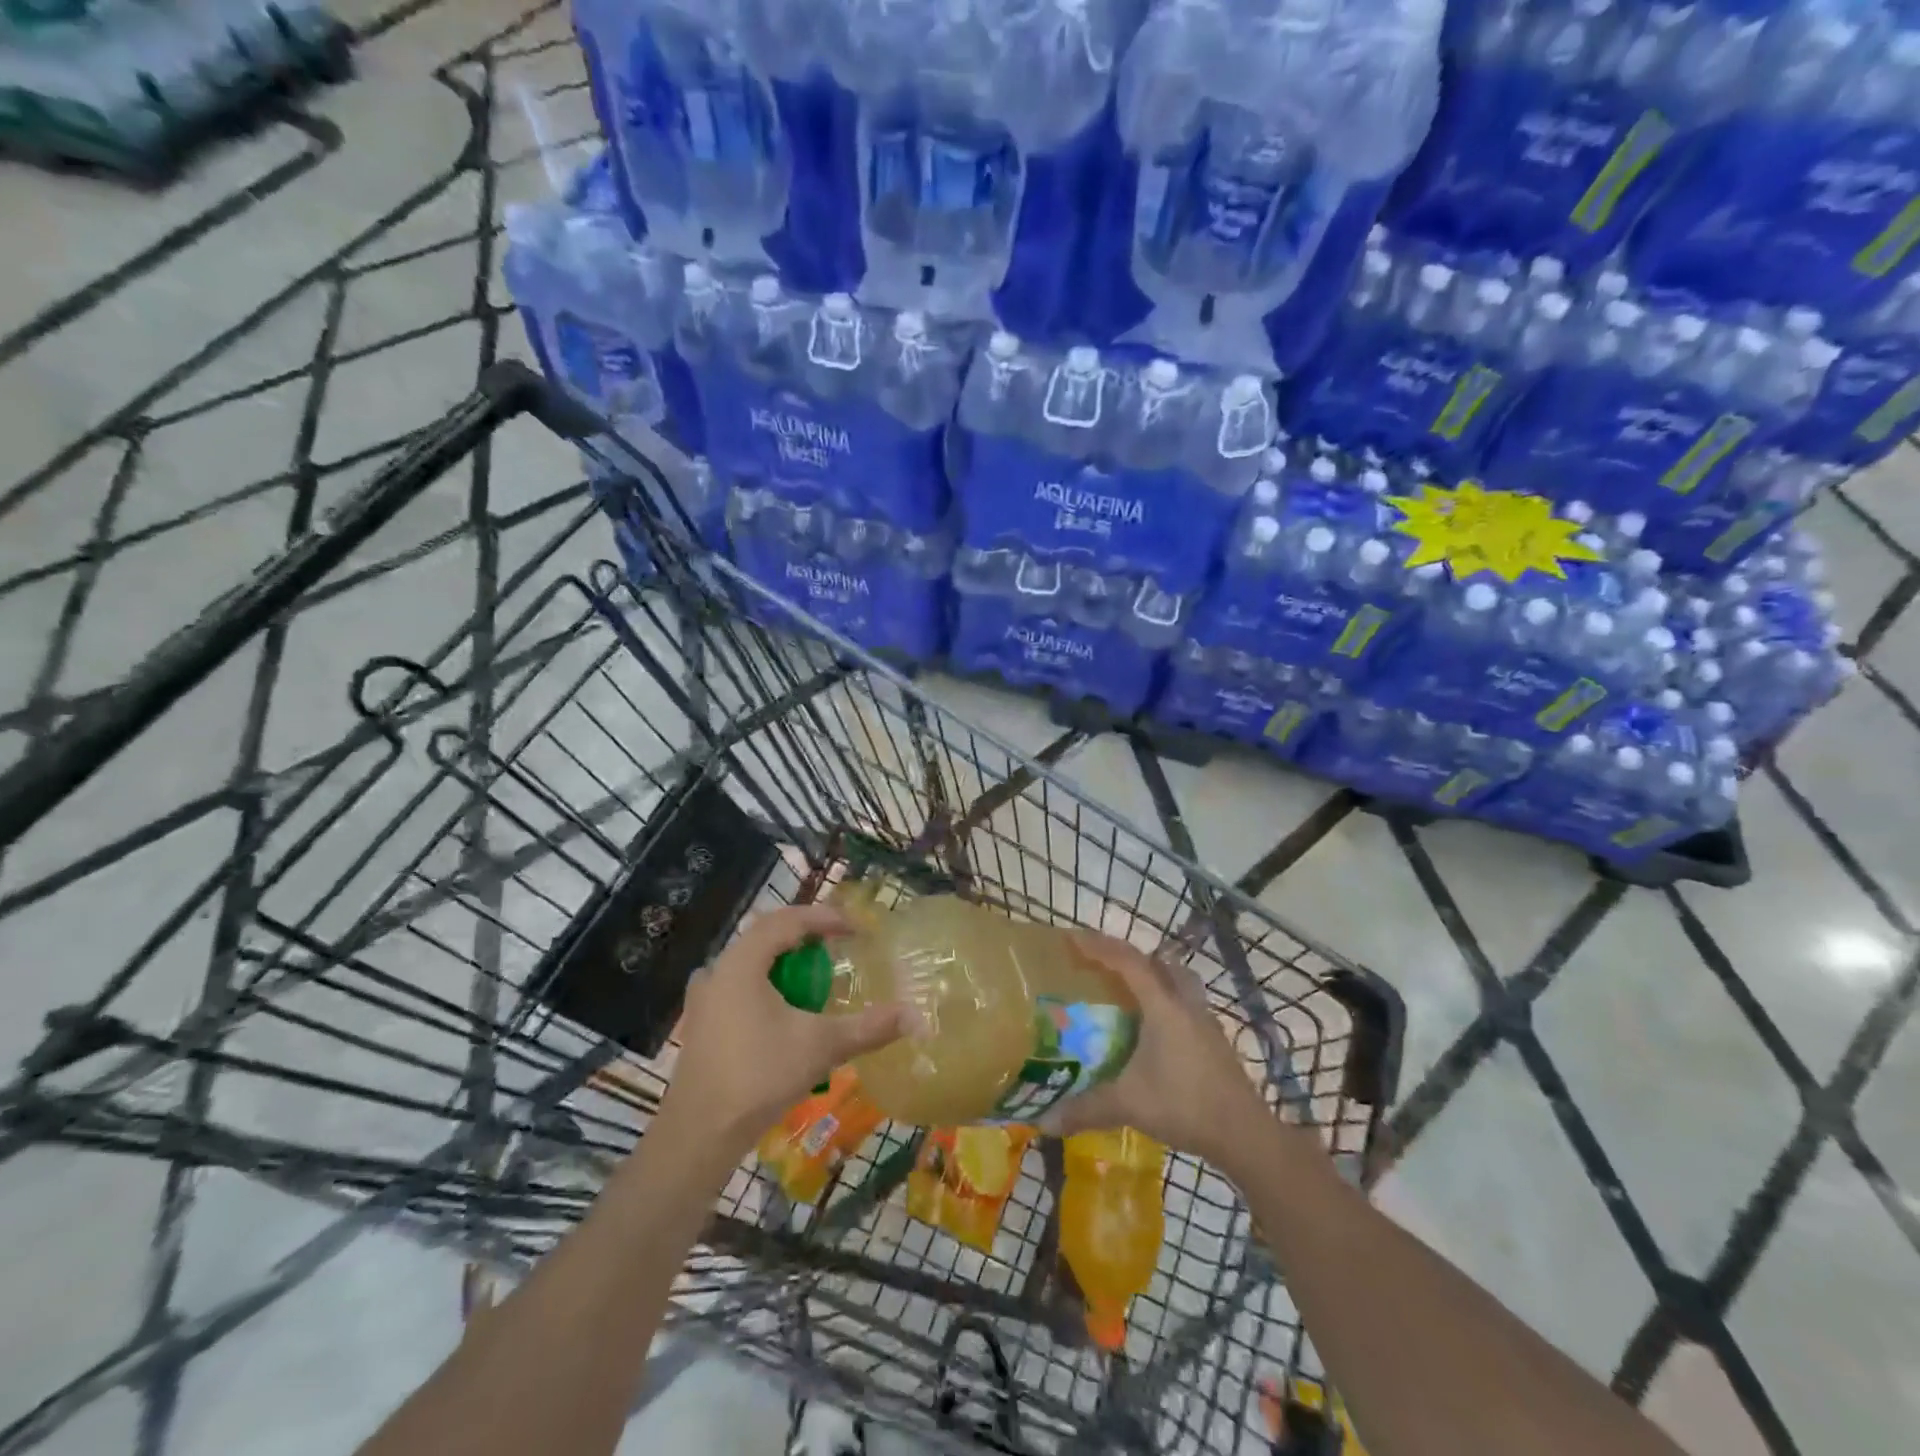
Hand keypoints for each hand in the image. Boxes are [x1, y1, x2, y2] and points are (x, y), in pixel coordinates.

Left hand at [662, 904, 910, 1149]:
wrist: (699, 1135)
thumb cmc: (759, 1078)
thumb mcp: (821, 1047)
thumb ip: (869, 1028)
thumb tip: (915, 1016)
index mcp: (742, 962)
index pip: (787, 920)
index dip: (825, 918)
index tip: (857, 928)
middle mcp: (718, 969)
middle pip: (766, 935)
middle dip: (805, 936)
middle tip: (838, 945)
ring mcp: (704, 997)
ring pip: (750, 961)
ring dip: (785, 961)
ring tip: (815, 975)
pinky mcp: (701, 1022)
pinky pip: (739, 984)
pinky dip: (767, 984)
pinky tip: (783, 1009)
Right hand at [1043, 930, 1268, 1171]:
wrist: (1244, 1134)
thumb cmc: (1184, 1105)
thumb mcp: (1128, 1104)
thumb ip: (1086, 1109)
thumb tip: (1044, 1122)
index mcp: (1162, 1006)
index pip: (1128, 961)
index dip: (1099, 947)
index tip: (1073, 940)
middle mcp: (1185, 1004)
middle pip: (1160, 963)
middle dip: (1131, 958)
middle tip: (1103, 967)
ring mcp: (1205, 1022)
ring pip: (1180, 982)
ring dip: (1156, 978)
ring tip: (1130, 994)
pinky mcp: (1215, 1043)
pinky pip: (1187, 1006)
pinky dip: (1168, 1005)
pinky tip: (1155, 1034)